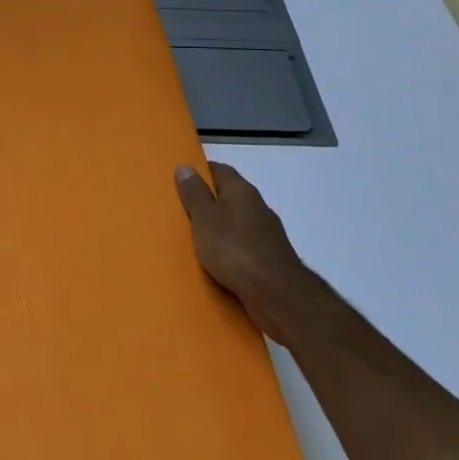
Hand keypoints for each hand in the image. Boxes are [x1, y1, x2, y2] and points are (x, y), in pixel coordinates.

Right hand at [175, 162, 308, 332]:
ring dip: (221, 227)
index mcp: (241, 190)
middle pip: (229, 195)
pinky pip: (244, 245)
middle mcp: (257, 205)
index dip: (200, 173)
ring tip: (197, 239)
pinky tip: (218, 261)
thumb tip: (185, 166)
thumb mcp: (204, 219)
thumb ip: (194, 194)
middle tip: (183, 211)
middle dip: (209, 201)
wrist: (277, 293)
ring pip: (237, 221)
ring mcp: (267, 232)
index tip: (182, 181)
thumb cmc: (234, 249)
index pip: (219, 170)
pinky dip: (231, 248)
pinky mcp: (271, 256)